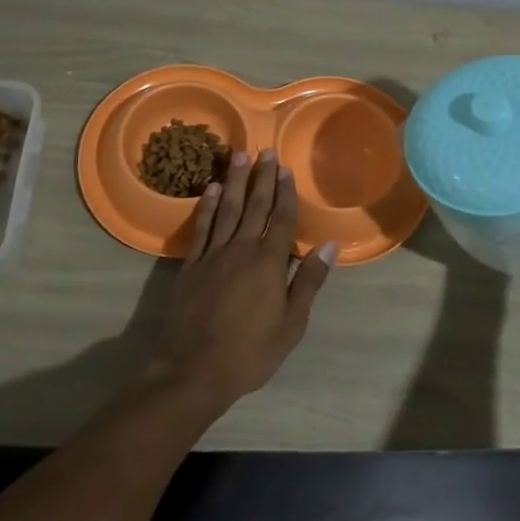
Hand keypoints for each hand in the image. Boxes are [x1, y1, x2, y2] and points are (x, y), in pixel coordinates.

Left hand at [150, 148, 337, 412]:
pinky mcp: (191, 266)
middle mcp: (241, 250)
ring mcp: (213, 255)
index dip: (285, 193)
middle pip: (254, 206)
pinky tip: (209, 189)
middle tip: (264, 150)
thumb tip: (329, 245)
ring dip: (233, 181)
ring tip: (238, 155)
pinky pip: (201, 228)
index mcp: (269, 263)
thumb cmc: (251, 352)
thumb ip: (309, 281)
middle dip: (261, 178)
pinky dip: (205, 206)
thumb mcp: (291, 324)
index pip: (281, 219)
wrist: (194, 370)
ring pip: (225, 209)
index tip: (285, 169)